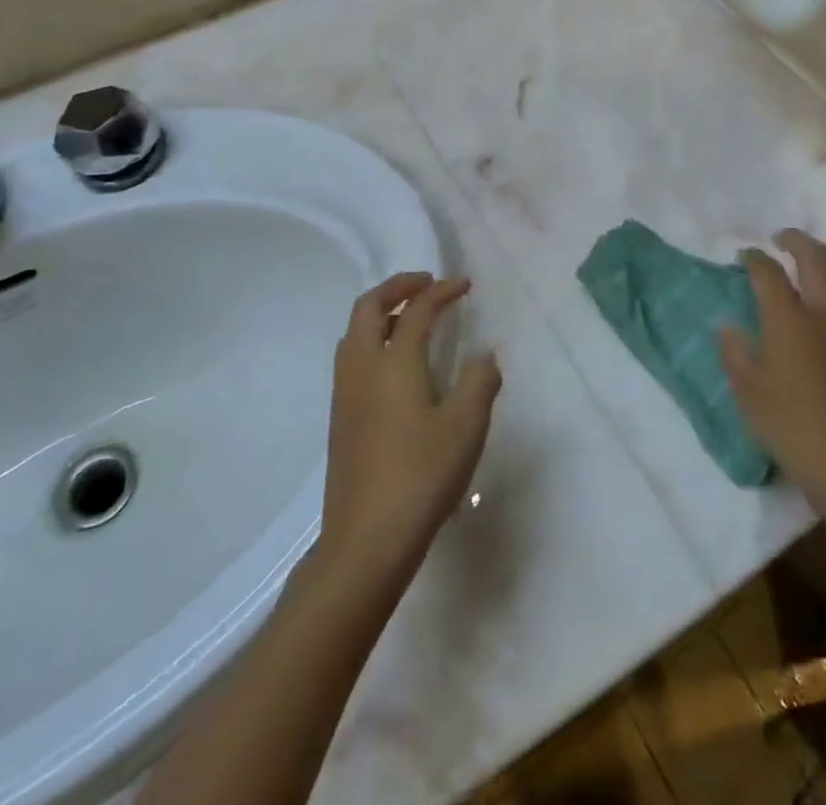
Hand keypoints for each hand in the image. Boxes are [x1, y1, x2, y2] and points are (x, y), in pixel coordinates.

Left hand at [319, 274, 501, 582]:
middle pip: (368, 306)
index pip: (417, 309)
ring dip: (380, 312)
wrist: (366, 540)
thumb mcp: (466, 427)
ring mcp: (345, 393)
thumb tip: (485, 355)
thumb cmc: (422, 475)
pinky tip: (394, 366)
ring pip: (353, 332)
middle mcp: (362, 367)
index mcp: (394, 362)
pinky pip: (351, 358)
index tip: (464, 285)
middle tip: (427, 285)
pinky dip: (371, 340)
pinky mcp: (340, 418)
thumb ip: (480, 382)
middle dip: (398, 287)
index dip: (442, 291)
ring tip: (410, 319)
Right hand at [719, 229, 825, 506]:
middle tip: (783, 239)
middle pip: (815, 256)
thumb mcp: (748, 395)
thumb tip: (729, 328)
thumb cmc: (794, 430)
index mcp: (788, 319)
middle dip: (795, 240)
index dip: (754, 258)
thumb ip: (735, 354)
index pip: (768, 272)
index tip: (746, 256)